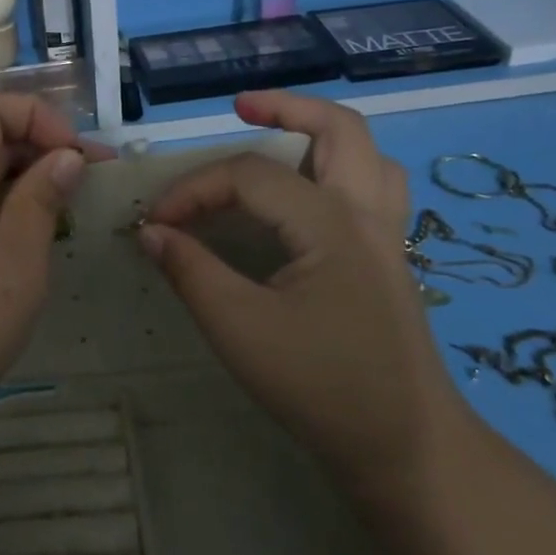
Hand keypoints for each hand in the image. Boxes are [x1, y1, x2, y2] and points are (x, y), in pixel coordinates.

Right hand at [137, 91, 466, 487]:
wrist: (405, 447)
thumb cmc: (320, 386)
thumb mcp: (238, 328)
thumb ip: (190, 271)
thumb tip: (150, 231)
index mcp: (330, 222)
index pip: (248, 177)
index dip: (193, 190)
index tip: (154, 222)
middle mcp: (366, 213)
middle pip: (338, 128)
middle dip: (286, 108)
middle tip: (238, 107)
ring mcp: (387, 235)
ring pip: (367, 154)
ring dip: (323, 132)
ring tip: (279, 136)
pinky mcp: (391, 259)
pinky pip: (375, 188)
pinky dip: (343, 169)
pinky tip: (313, 194)